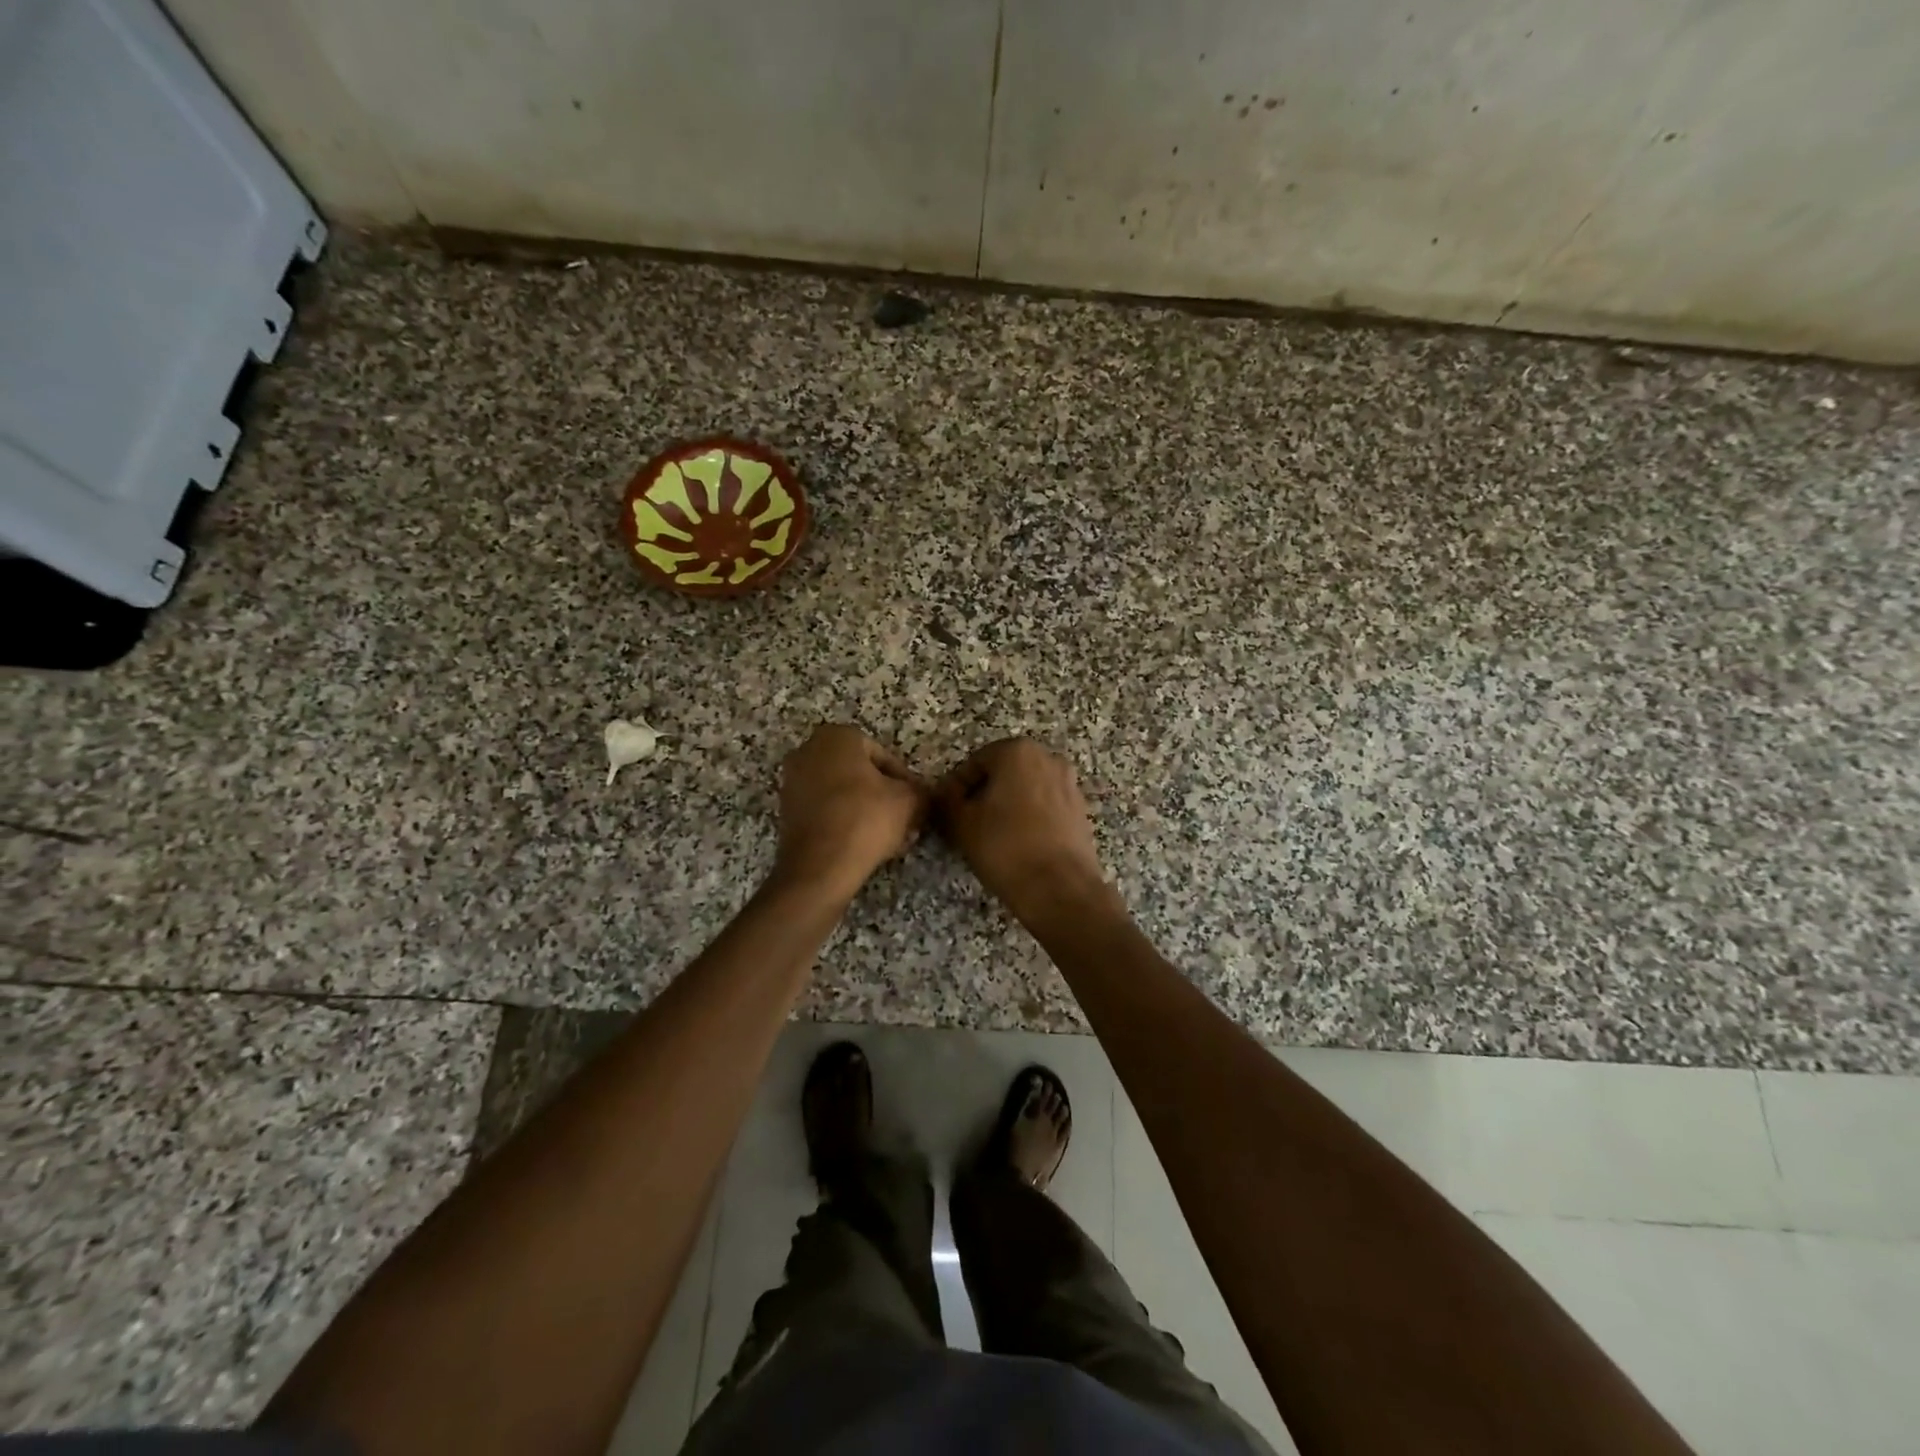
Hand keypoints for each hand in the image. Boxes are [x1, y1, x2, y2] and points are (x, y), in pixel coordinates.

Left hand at [774, 724, 927, 895]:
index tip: (915, 803)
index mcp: (837, 736)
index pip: (882, 755)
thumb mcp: (909, 801)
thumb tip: (922, 794)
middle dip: (883, 796)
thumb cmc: (865, 819)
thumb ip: (920, 790)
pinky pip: (826, 810)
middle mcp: (808, 751)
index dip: (904, 781)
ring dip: (866, 811)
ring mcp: (792, 782)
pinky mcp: (786, 811)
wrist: (819, 867)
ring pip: (843, 793)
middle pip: (860, 774)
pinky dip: (844, 822)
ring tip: (889, 837)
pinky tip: (864, 844)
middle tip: (904, 820)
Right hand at [935, 738, 1111, 927]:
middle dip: (983, 795)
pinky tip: (1017, 845)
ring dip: (1006, 807)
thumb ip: (946, 800)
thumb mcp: (961, 823)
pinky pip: (1045, 808)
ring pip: (1025, 791)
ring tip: (990, 837)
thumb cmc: (1005, 847)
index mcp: (1018, 751)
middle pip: (1003, 773)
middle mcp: (1049, 759)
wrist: (1060, 888)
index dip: (956, 787)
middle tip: (966, 823)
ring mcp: (1069, 785)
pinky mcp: (1080, 811)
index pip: (975, 763)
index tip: (948, 811)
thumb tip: (945, 794)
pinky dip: (1029, 819)